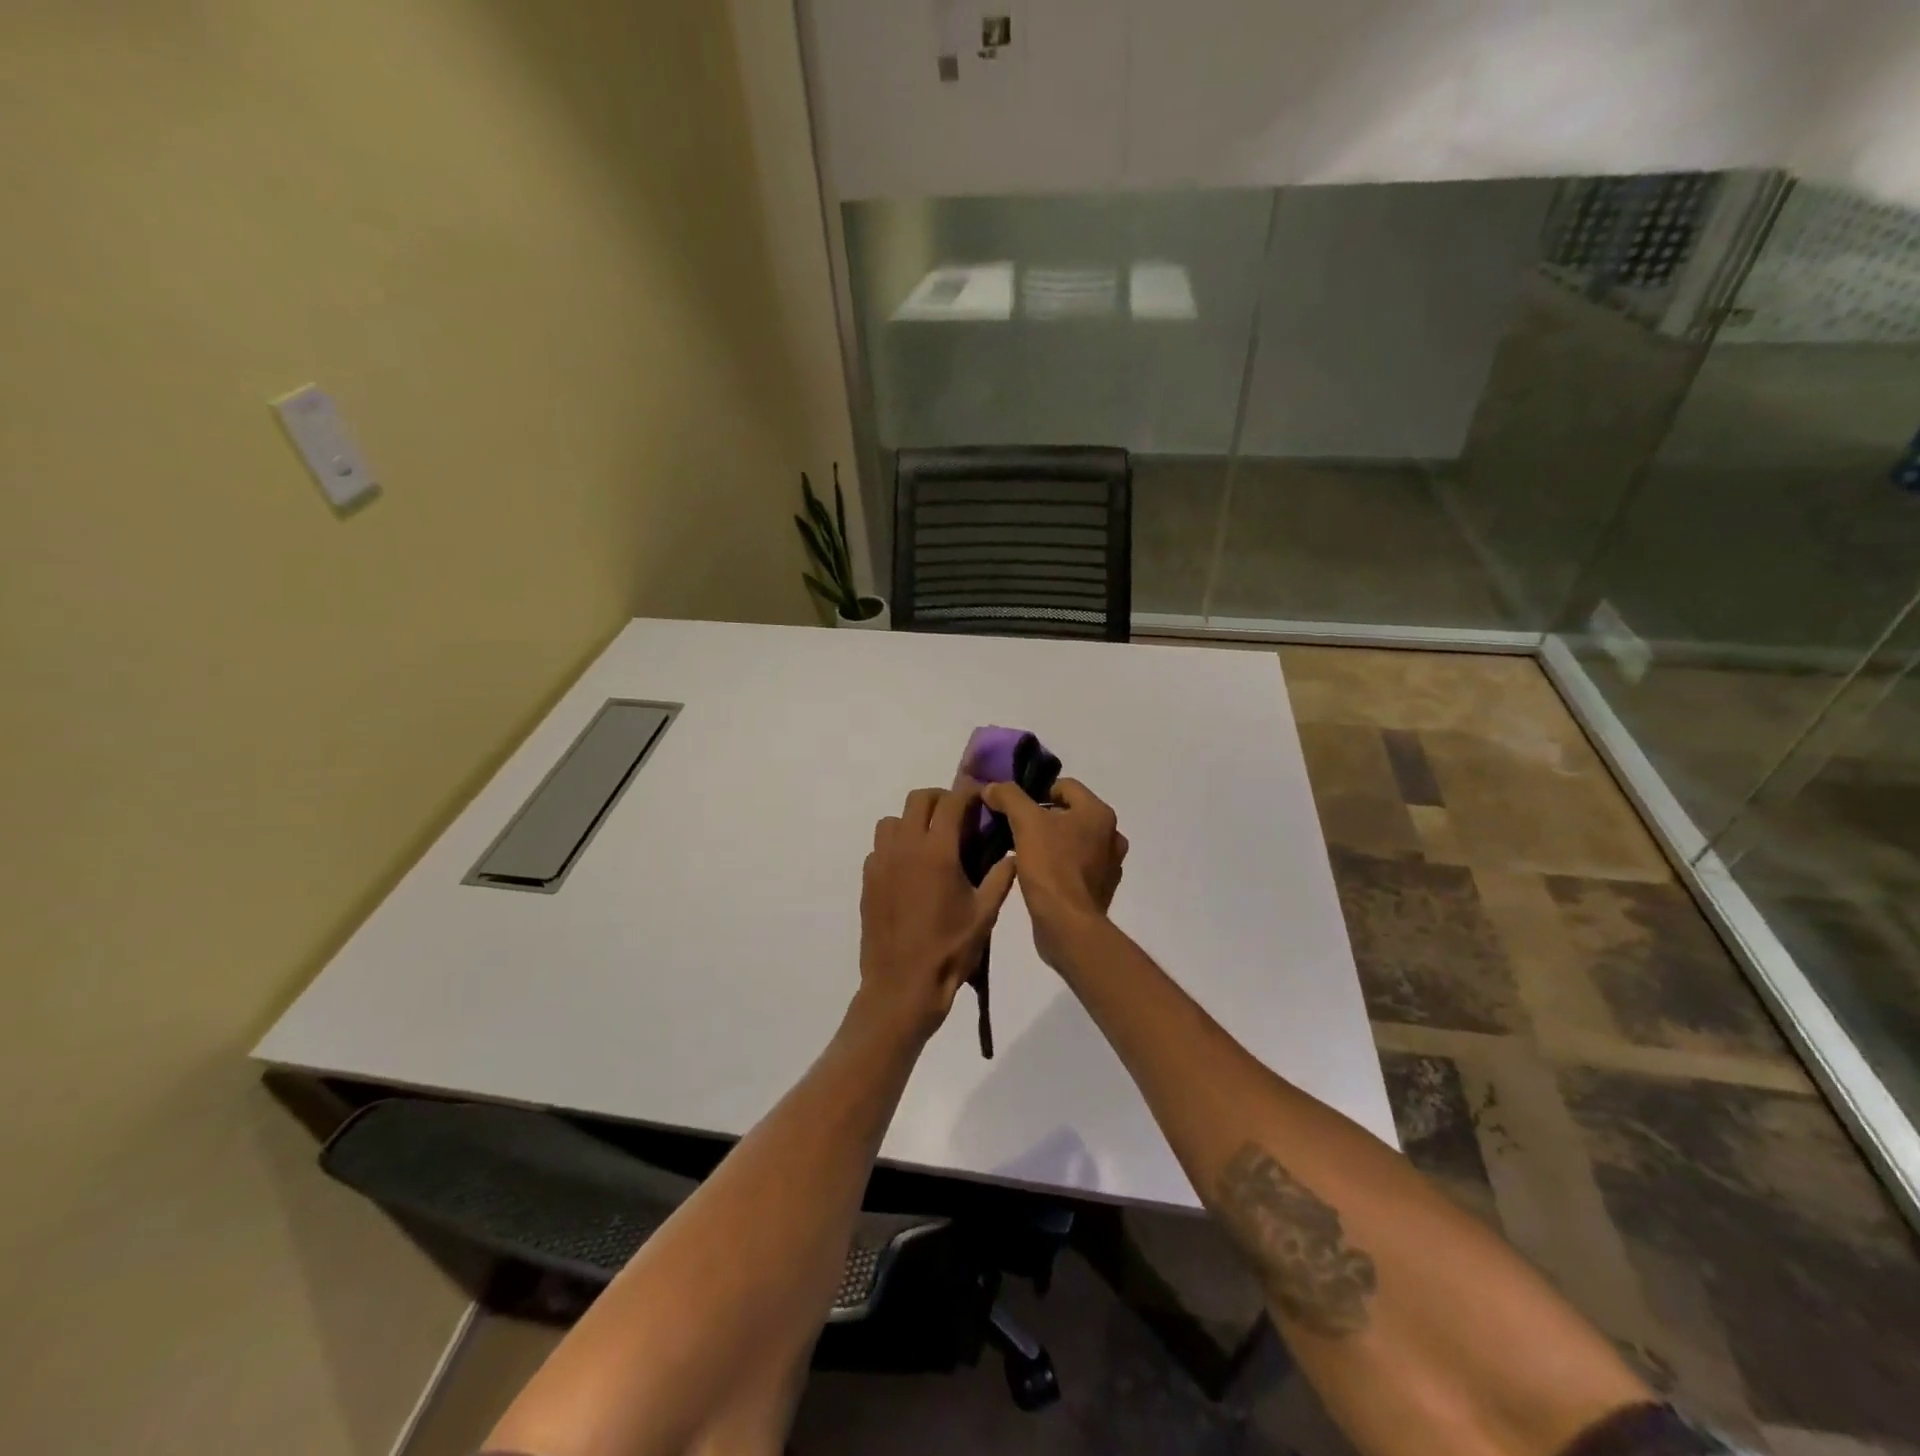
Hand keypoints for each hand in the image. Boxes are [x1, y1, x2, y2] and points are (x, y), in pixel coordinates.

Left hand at [859, 783, 1017, 1039]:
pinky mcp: (867, 880)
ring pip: (893, 820)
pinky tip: (910, 870)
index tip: (980, 796)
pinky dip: (895, 846)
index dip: (968, 793)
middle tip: (957, 818)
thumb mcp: (985, 914)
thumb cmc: (949, 950)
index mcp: (937, 851)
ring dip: (913, 821)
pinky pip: (879, 847)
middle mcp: (905, 847)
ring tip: (931, 843)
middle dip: (940, 800)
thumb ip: (1001, 877)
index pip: (951, 802)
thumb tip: (1014, 853)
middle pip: (918, 800)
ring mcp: (881, 862)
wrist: (902, 986)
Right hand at [982, 778, 1127, 969]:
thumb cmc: (1051, 866)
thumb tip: (992, 787)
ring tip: (1023, 852)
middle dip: (1042, 819)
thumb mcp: (1025, 822)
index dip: (1036, 792)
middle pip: (1069, 814)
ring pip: (1072, 841)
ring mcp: (1109, 865)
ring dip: (1050, 843)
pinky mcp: (1100, 890)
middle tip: (1015, 829)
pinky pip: (1075, 867)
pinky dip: (1058, 866)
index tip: (1014, 808)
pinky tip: (1037, 875)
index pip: (1065, 786)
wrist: (1067, 925)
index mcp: (1099, 813)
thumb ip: (1008, 797)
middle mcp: (1111, 835)